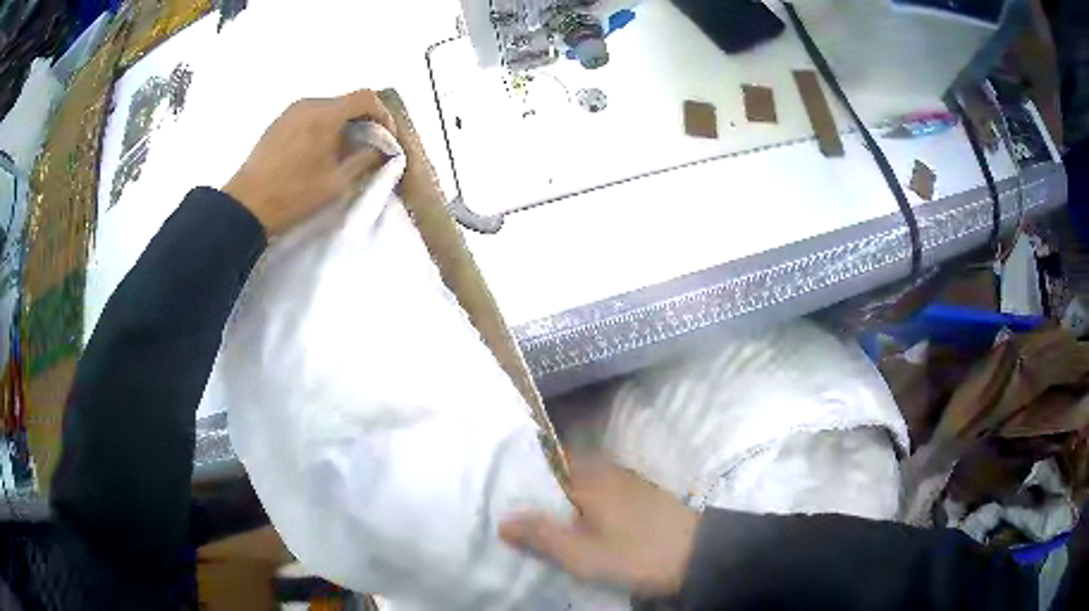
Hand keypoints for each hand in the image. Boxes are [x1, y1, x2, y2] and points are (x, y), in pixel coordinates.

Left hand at [223, 89, 395, 235]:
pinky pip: (309, 117)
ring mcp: (290, 113)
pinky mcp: (277, 124)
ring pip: (327, 110)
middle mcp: (308, 104)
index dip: (383, 115)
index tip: (386, 139)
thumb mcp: (337, 183)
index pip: (366, 98)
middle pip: (346, 103)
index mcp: (325, 114)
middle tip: (367, 149)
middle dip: (363, 122)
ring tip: (341, 154)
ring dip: (342, 126)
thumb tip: (381, 148)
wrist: (245, 207)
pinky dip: (323, 129)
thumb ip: (365, 159)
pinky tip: (318, 154)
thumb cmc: (294, 195)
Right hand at [500, 454, 698, 595]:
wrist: (698, 556)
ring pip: (579, 482)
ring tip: (534, 517)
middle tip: (510, 507)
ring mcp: (625, 480)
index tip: (496, 487)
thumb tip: (501, 520)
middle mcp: (606, 469)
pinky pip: (597, 491)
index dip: (519, 473)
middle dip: (536, 487)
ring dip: (558, 497)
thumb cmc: (637, 554)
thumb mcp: (584, 554)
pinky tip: (573, 523)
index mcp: (590, 476)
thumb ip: (541, 537)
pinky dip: (579, 503)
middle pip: (560, 471)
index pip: (544, 461)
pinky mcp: (637, 495)